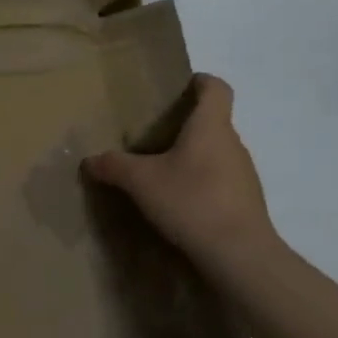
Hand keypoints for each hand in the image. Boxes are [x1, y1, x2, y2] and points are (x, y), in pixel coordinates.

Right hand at [83, 74, 284, 276]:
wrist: (240, 255)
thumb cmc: (192, 201)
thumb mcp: (142, 182)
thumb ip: (115, 166)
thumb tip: (90, 160)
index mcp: (211, 126)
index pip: (216, 88)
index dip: (200, 81)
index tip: (179, 88)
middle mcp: (233, 143)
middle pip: (213, 122)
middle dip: (186, 125)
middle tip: (154, 137)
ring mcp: (244, 174)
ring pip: (217, 153)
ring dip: (194, 158)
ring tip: (164, 174)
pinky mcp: (246, 201)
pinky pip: (222, 181)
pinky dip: (203, 184)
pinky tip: (181, 204)